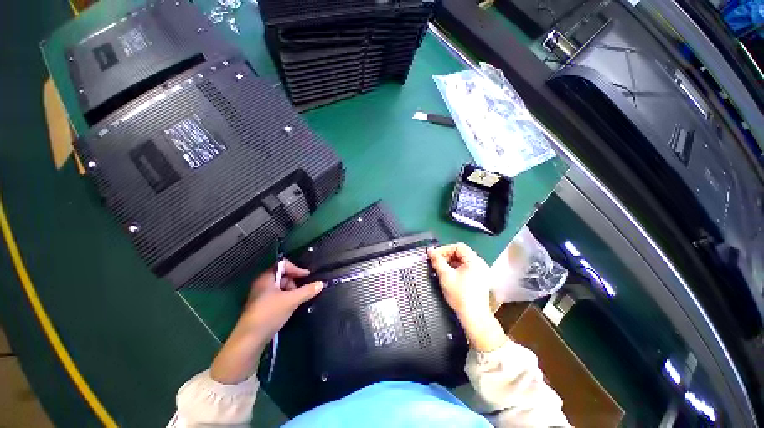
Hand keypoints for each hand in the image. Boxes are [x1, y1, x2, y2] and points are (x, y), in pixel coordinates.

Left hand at [240, 260, 322, 340]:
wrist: (249, 340)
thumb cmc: (269, 314)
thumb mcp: (291, 300)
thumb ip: (307, 290)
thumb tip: (321, 283)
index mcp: (266, 278)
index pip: (283, 265)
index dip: (296, 268)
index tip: (307, 276)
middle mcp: (262, 284)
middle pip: (283, 275)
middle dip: (294, 282)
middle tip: (300, 292)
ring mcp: (260, 296)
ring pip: (280, 287)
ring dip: (291, 292)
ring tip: (295, 302)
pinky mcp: (261, 307)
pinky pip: (277, 297)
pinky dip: (286, 299)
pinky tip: (290, 308)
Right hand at [428, 243, 506, 351]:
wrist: (473, 317)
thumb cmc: (460, 295)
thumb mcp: (445, 276)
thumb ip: (437, 261)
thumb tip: (430, 251)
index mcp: (474, 261)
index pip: (458, 246)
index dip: (445, 249)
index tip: (435, 256)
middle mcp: (480, 264)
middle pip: (461, 253)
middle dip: (447, 256)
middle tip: (436, 262)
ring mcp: (481, 272)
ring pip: (463, 261)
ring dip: (451, 262)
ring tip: (441, 268)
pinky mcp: (479, 279)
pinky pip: (466, 268)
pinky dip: (456, 268)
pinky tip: (449, 275)